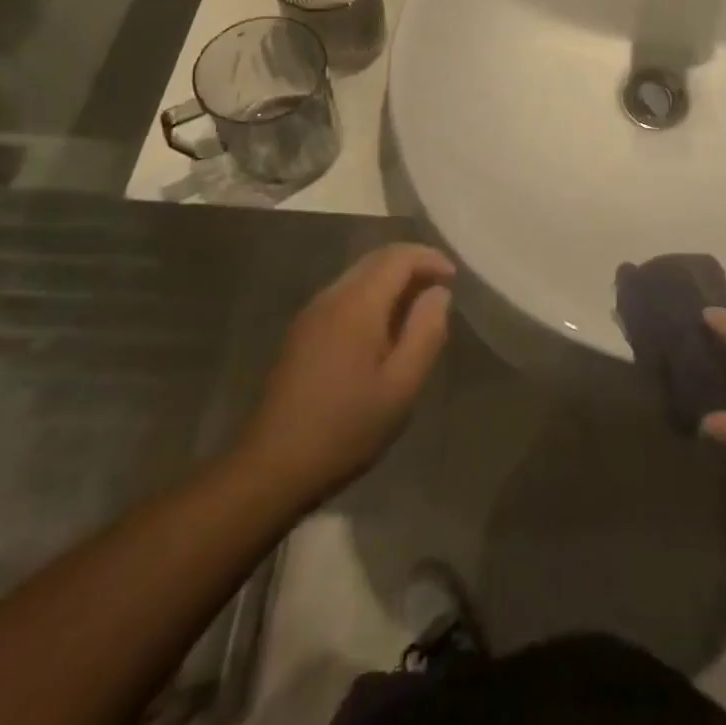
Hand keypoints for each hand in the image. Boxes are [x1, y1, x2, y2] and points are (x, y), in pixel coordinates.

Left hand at [237, 244, 454, 506]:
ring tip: (417, 308)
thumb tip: (439, 294)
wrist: (272, 467)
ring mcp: (312, 313)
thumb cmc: (345, 428)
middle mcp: (332, 296)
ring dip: (391, 280)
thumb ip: (426, 333)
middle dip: (412, 264)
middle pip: (377, 260)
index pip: (398, 257)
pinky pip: (344, 295)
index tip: (454, 278)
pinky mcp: (301, 332)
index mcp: (358, 304)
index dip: (430, 258)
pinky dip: (372, 296)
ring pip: (359, 276)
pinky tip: (382, 329)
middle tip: (440, 288)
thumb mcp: (401, 387)